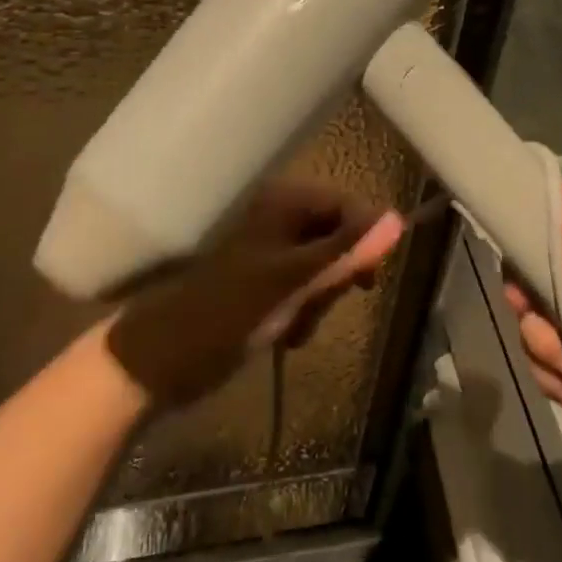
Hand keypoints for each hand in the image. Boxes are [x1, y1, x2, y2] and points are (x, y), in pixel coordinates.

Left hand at [100, 179, 404, 409]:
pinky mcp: (265, 280)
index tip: (367, 283)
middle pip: (339, 239)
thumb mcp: (293, 280)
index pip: (349, 207)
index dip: (364, 242)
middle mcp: (280, 216)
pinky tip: (286, 334)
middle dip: (334, 280)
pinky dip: (304, 312)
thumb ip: (347, 249)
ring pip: (325, 269)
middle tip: (318, 306)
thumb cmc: (228, 312)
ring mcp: (272, 250)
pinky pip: (306, 289)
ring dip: (319, 302)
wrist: (163, 360)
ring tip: (295, 327)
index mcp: (284, 201)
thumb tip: (398, 219)